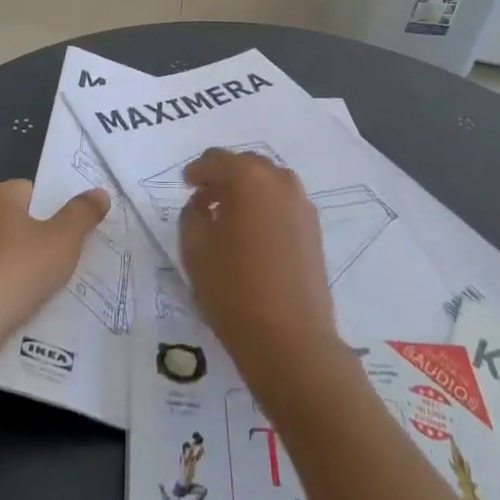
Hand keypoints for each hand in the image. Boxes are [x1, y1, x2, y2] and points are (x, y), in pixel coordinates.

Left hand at [0, 180, 107, 339]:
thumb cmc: (18, 270)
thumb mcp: (64, 239)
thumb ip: (83, 213)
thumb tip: (100, 193)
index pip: (34, 192)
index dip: (55, 210)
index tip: (72, 233)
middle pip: (18, 220)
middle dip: (40, 237)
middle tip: (65, 258)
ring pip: (4, 249)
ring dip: (22, 263)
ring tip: (47, 285)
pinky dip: (4, 284)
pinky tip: (20, 303)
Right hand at [179, 150, 338, 372]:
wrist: (291, 340)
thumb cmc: (234, 290)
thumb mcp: (195, 250)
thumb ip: (192, 214)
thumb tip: (202, 203)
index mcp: (247, 177)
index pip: (216, 160)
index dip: (197, 171)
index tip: (186, 184)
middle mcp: (279, 180)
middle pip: (246, 165)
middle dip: (224, 176)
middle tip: (204, 198)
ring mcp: (301, 204)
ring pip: (268, 182)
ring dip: (247, 190)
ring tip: (228, 216)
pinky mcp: (314, 228)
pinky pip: (283, 203)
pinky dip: (265, 207)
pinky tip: (252, 233)